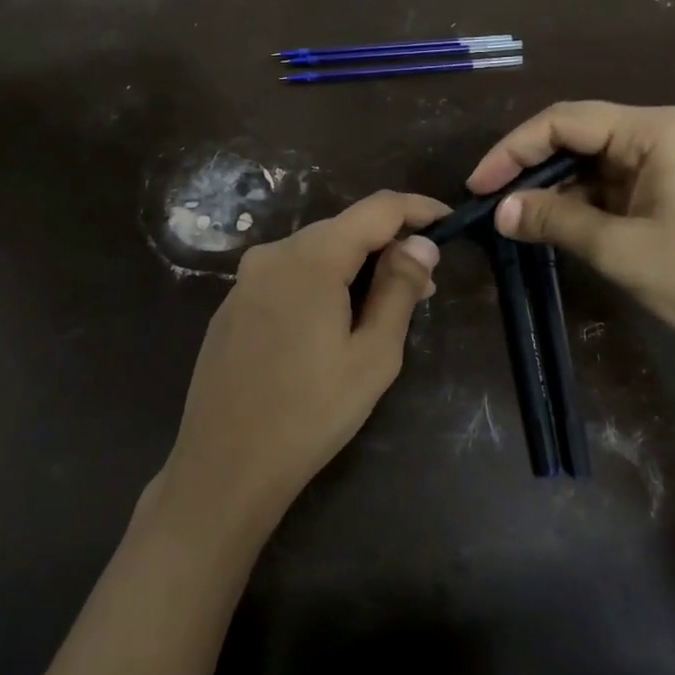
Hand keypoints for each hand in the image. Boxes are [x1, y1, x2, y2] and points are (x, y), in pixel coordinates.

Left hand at [161, 190, 447, 535]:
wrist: (225, 466)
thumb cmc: (311, 413)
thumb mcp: (373, 354)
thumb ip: (399, 289)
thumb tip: (421, 243)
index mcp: (311, 257)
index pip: (377, 209)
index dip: (418, 209)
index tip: (449, 223)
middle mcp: (273, 254)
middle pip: (343, 229)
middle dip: (388, 246)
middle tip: (424, 285)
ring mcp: (246, 279)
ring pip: (315, 253)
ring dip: (355, 268)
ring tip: (385, 308)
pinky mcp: (232, 305)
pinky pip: (288, 277)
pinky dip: (321, 284)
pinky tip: (333, 325)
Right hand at [467, 101, 674, 377]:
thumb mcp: (619, 249)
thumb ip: (554, 221)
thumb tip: (500, 211)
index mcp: (658, 130)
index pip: (565, 121)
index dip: (513, 150)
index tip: (478, 186)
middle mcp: (672, 131)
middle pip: (584, 136)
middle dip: (534, 168)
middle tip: (494, 204)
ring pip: (603, 162)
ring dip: (562, 188)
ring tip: (522, 220)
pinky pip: (626, 182)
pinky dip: (591, 201)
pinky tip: (566, 225)